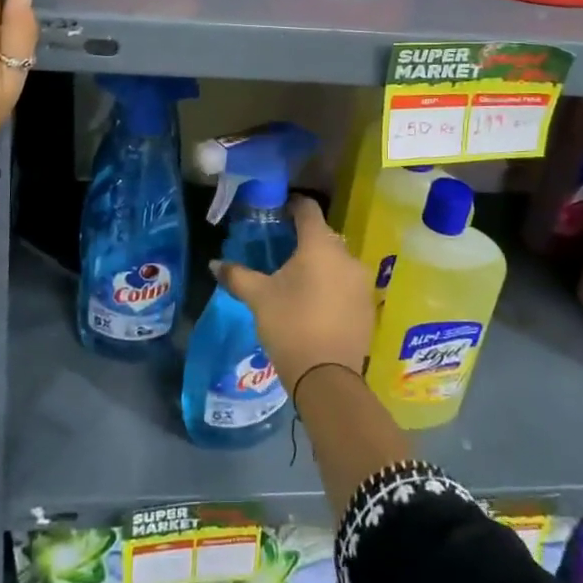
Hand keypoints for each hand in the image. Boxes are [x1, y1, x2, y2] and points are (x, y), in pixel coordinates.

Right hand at [211, 196, 374, 395]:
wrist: (327, 377)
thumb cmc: (290, 325)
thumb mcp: (258, 298)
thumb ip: (237, 275)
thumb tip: (214, 264)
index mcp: (320, 245)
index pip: (308, 209)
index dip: (293, 205)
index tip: (278, 212)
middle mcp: (347, 256)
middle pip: (324, 236)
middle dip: (304, 239)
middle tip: (282, 251)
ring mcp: (362, 282)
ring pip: (338, 261)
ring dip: (320, 265)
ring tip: (298, 280)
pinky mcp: (368, 306)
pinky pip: (347, 285)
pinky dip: (333, 286)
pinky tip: (316, 304)